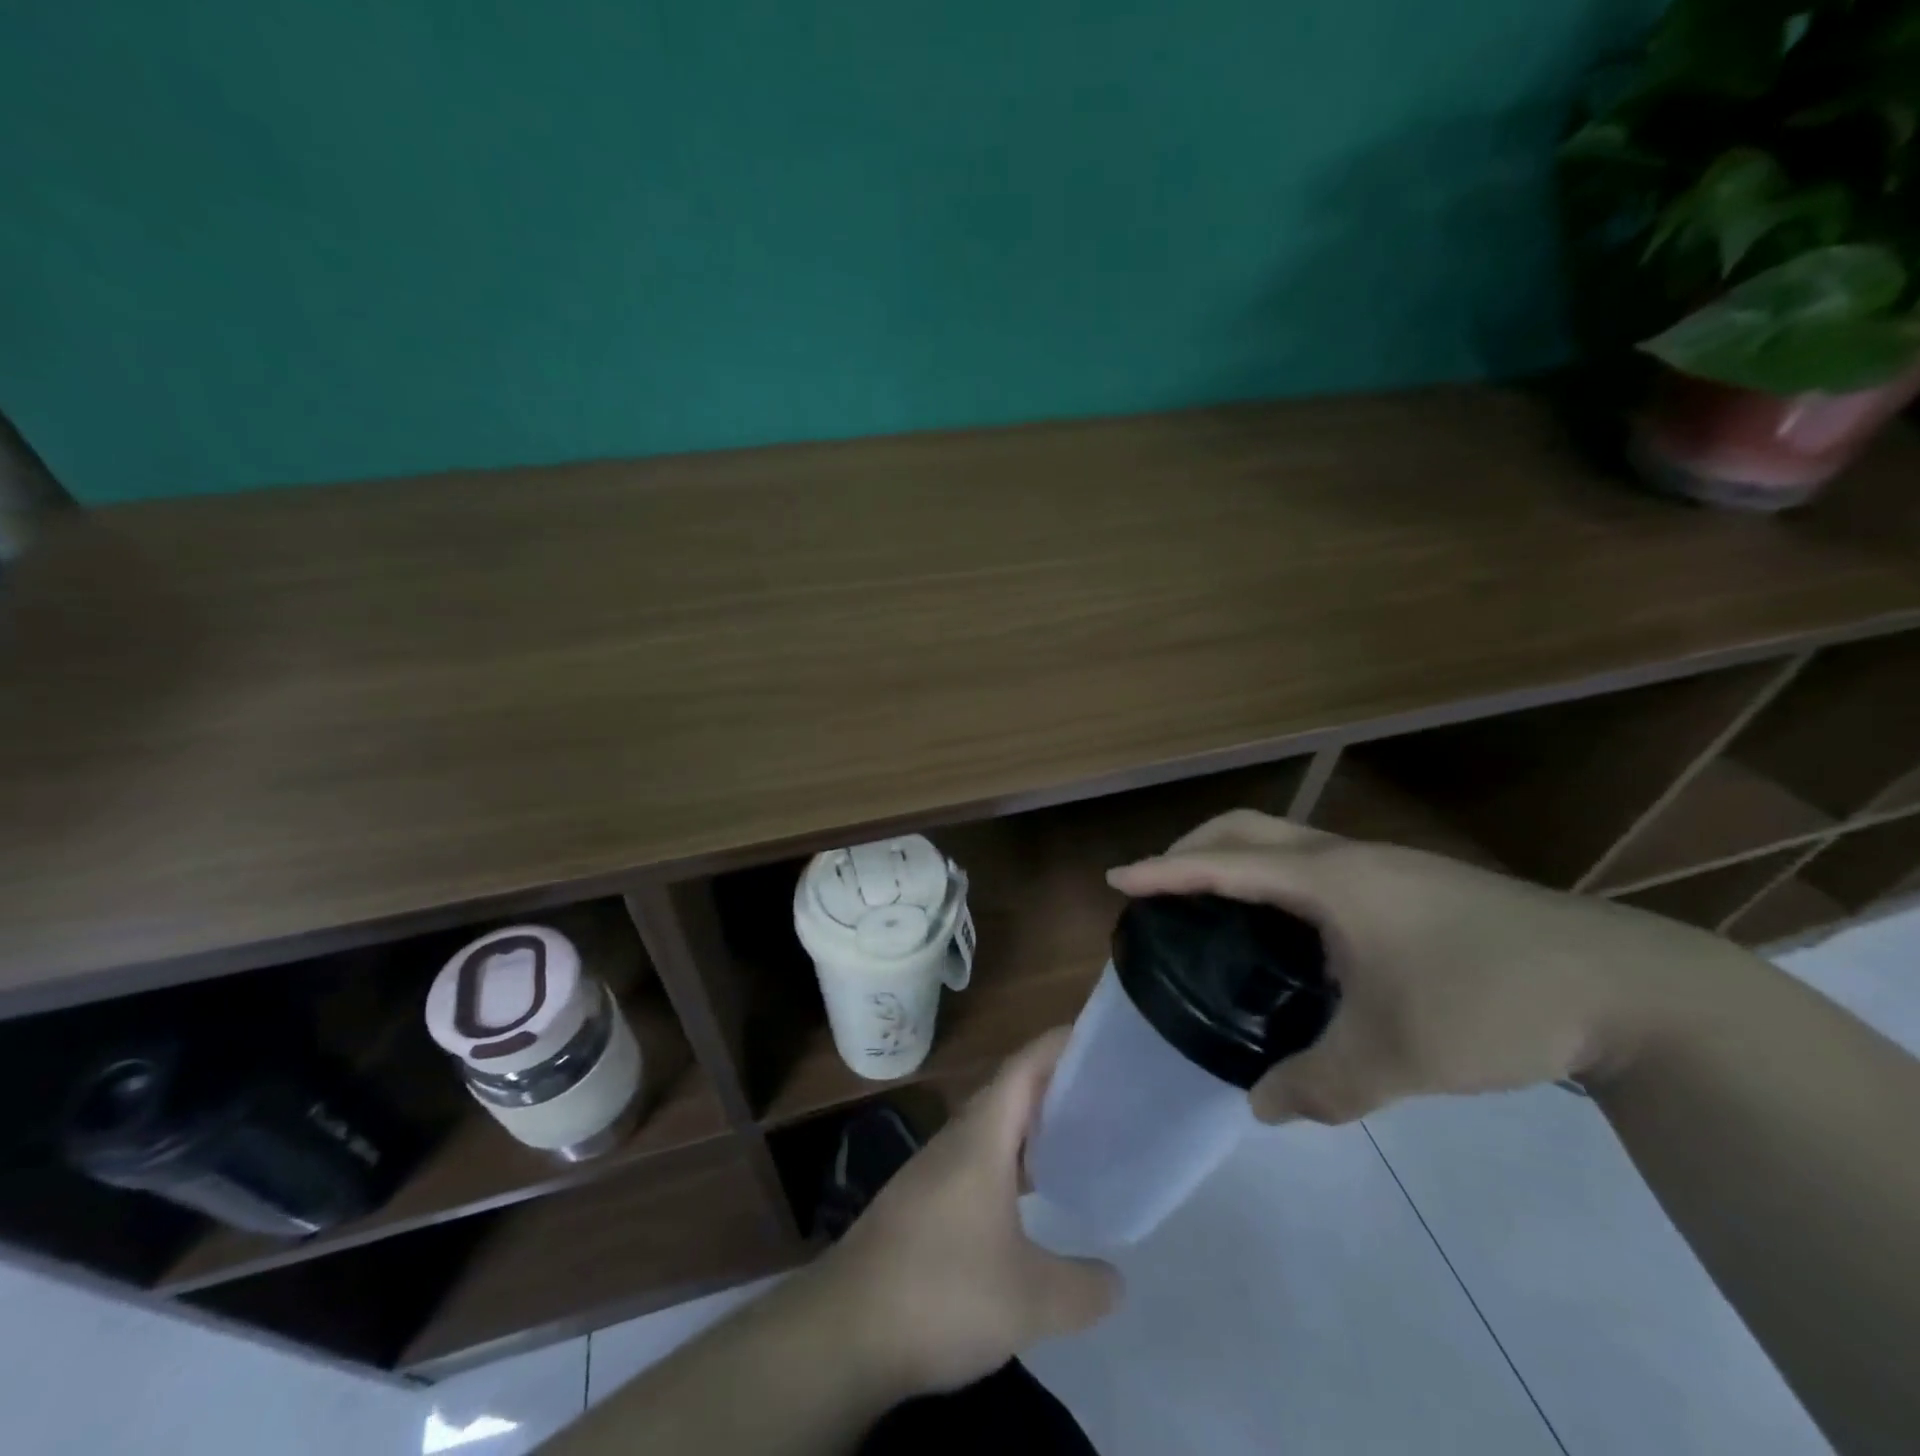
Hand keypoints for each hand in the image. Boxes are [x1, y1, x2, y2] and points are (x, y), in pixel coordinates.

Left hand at [814, 1031, 1122, 1394]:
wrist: (845, 1330)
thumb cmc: (942, 1292)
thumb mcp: (1029, 1300)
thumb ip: (1082, 1288)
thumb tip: (1117, 1281)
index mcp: (981, 1137)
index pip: (1023, 1068)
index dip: (1057, 1045)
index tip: (1094, 1036)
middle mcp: (955, 1141)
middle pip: (1007, 1093)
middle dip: (1050, 1086)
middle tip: (1100, 1094)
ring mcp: (931, 1171)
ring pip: (988, 1130)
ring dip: (1027, 1127)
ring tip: (1073, 1140)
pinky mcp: (919, 1203)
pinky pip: (974, 1162)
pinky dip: (1007, 1163)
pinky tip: (1025, 1200)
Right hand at [1108, 810, 1744, 1123]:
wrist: (1627, 986)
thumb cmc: (1492, 1002)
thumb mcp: (1396, 1058)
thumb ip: (1319, 1086)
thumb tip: (1263, 1107)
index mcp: (1331, 881)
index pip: (1226, 865)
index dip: (1165, 871)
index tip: (1118, 878)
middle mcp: (1348, 859)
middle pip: (1248, 828)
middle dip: (1193, 846)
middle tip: (1159, 884)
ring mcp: (1384, 866)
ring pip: (1286, 842)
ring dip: (1238, 860)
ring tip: (1213, 906)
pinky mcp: (1411, 884)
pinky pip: (1318, 865)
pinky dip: (1277, 881)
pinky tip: (1289, 934)